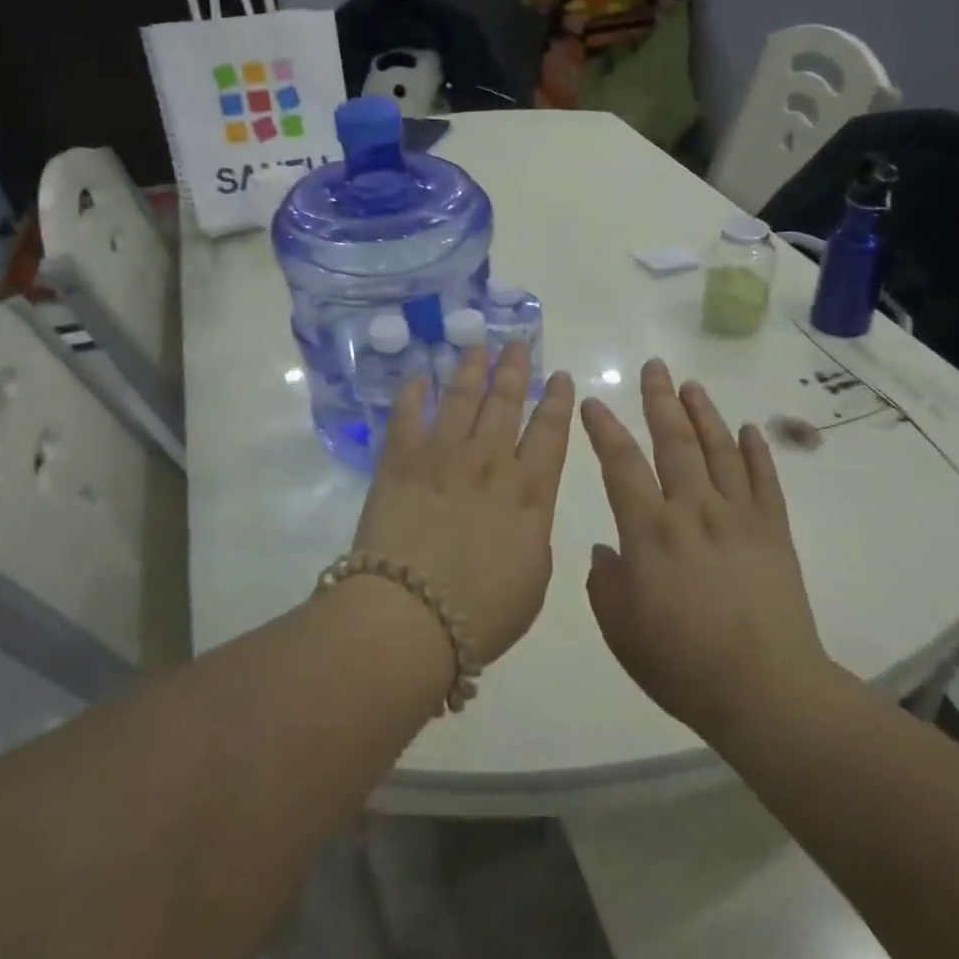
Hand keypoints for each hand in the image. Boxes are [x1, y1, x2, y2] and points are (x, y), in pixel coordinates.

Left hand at [354, 341, 574, 664]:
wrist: (411, 614)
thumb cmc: (481, 612)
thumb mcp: (534, 578)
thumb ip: (533, 533)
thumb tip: (523, 511)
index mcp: (530, 491)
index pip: (550, 433)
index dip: (557, 401)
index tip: (559, 376)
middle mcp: (489, 462)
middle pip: (505, 403)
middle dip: (514, 370)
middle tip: (516, 343)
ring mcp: (442, 457)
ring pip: (461, 399)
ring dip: (471, 369)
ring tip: (477, 346)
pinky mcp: (399, 462)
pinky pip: (407, 416)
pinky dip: (414, 393)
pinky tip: (419, 377)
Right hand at [580, 359, 829, 739]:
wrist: (764, 691)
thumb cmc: (681, 663)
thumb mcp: (620, 630)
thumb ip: (604, 584)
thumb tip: (606, 552)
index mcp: (649, 531)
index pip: (621, 464)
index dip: (604, 430)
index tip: (592, 402)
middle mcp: (693, 510)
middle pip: (675, 442)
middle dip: (659, 400)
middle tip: (653, 367)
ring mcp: (739, 517)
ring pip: (719, 450)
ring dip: (704, 413)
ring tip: (691, 385)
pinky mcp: (774, 532)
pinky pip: (765, 481)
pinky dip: (756, 451)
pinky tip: (748, 429)